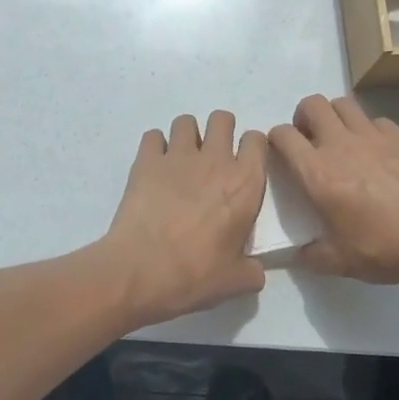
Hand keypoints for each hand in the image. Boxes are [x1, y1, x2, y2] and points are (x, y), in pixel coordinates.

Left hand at [99, 111, 267, 327]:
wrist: (141, 270)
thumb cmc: (195, 274)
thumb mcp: (235, 281)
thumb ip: (252, 271)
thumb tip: (255, 271)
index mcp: (245, 184)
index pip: (257, 141)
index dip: (252, 147)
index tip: (245, 163)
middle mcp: (215, 160)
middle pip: (222, 119)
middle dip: (220, 131)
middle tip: (212, 157)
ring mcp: (178, 156)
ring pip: (186, 121)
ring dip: (186, 135)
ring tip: (181, 160)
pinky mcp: (146, 160)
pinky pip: (153, 136)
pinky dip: (154, 147)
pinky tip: (154, 167)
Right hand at [269, 94, 398, 285]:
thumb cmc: (384, 248)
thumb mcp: (341, 261)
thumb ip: (313, 256)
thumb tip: (298, 256)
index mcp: (316, 172)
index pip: (283, 136)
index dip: (276, 139)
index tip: (281, 152)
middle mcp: (340, 144)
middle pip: (312, 105)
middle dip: (304, 116)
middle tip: (310, 139)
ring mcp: (373, 136)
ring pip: (344, 104)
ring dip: (335, 115)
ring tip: (340, 138)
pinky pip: (376, 120)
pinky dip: (369, 129)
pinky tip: (377, 151)